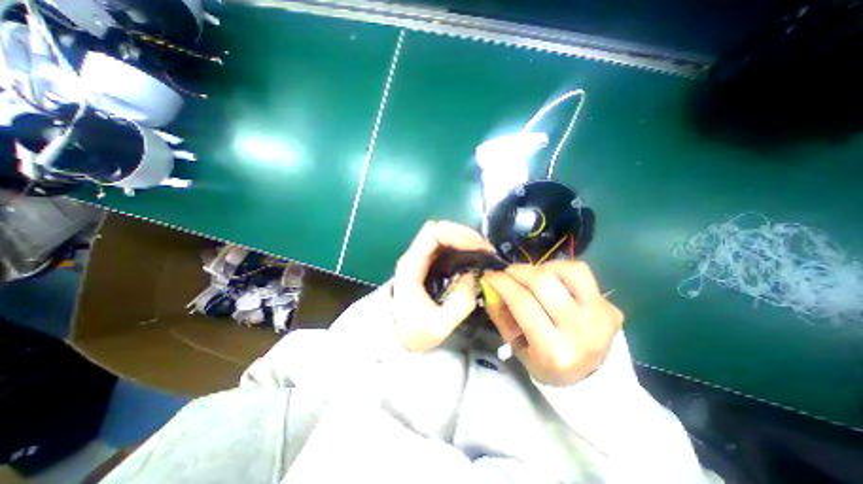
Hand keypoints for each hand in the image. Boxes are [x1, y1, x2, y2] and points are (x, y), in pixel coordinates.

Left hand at [394, 219, 495, 351]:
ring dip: (463, 239)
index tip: (478, 246)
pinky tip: (472, 257)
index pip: (432, 234)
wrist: (397, 338)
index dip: (457, 234)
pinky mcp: (427, 264)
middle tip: (485, 248)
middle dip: (464, 234)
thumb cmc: (414, 332)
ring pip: (442, 235)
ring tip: (482, 252)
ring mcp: (420, 259)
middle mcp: (414, 256)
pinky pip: (444, 246)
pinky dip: (460, 247)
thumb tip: (472, 275)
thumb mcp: (439, 325)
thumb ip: (460, 302)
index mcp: (411, 266)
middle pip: (438, 229)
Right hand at [483, 261, 623, 385]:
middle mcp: (581, 331)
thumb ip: (500, 315)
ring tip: (530, 276)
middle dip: (517, 271)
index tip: (489, 274)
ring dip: (541, 268)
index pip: (522, 302)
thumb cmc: (546, 364)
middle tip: (506, 273)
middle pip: (543, 282)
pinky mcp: (610, 306)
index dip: (502, 283)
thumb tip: (490, 285)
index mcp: (553, 350)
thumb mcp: (516, 346)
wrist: (591, 380)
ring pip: (567, 270)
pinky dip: (560, 269)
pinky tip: (551, 278)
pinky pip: (581, 273)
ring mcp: (601, 316)